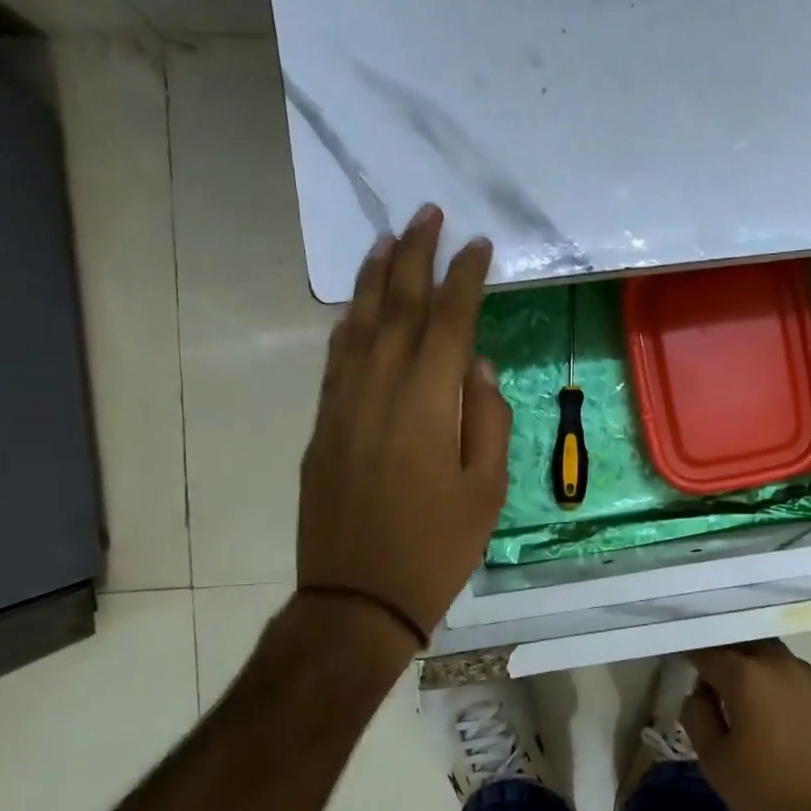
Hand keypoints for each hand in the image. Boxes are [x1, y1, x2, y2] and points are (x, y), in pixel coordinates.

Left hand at [297, 205, 510, 648]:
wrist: (358, 597)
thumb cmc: (437, 547)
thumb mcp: (487, 490)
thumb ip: (487, 420)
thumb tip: (479, 367)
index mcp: (428, 403)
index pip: (449, 320)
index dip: (464, 277)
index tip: (478, 244)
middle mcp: (380, 388)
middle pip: (398, 305)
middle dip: (414, 254)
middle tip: (427, 213)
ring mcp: (343, 403)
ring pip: (358, 322)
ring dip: (374, 275)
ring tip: (388, 237)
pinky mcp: (323, 423)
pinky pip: (336, 355)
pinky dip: (349, 320)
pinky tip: (357, 305)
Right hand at [682, 640, 810, 810]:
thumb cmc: (770, 797)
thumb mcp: (716, 763)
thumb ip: (698, 716)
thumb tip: (699, 692)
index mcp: (747, 675)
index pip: (708, 651)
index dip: (690, 654)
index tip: (679, 662)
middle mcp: (781, 665)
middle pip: (745, 645)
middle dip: (725, 655)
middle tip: (710, 680)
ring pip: (773, 658)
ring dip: (754, 668)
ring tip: (742, 700)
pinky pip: (796, 680)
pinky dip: (778, 687)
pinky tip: (776, 718)